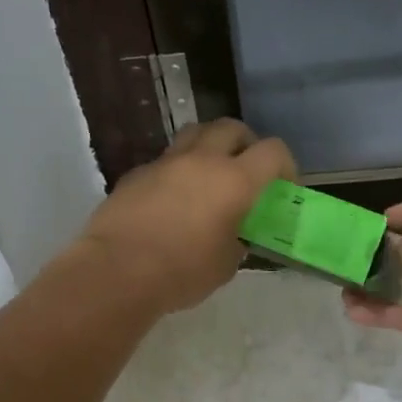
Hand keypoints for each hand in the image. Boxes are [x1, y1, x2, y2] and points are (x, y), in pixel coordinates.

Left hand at [79, 119, 295, 315]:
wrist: (117, 271)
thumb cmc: (182, 272)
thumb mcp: (225, 264)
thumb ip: (236, 241)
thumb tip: (234, 234)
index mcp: (234, 181)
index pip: (273, 151)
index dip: (285, 165)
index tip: (283, 186)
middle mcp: (202, 160)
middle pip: (232, 128)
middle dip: (246, 143)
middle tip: (246, 169)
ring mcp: (165, 163)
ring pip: (194, 133)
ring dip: (209, 146)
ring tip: (210, 174)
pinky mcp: (136, 174)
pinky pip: (164, 161)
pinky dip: (177, 171)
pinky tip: (172, 200)